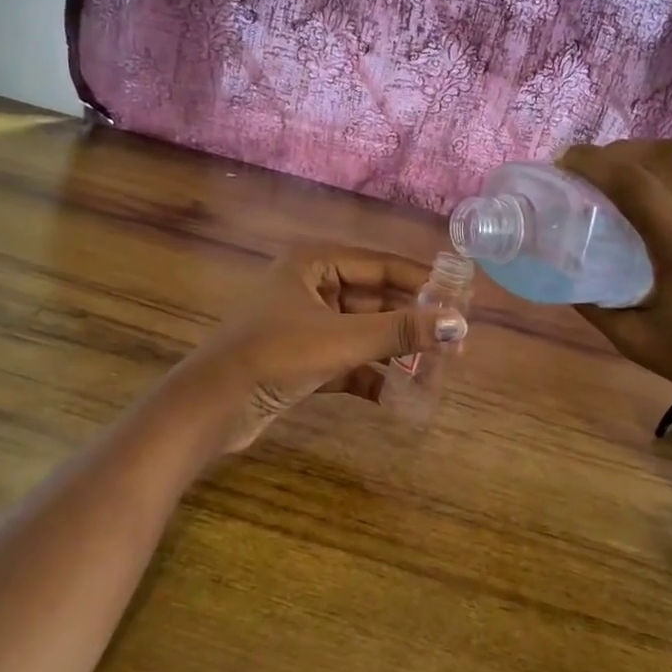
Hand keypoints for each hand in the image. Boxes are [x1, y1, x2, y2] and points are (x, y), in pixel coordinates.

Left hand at [183, 245, 467, 451]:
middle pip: (375, 300)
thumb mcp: (343, 340)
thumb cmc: (275, 356)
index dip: (423, 283)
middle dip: (411, 323)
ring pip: (363, 332)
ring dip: (395, 352)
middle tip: (452, 345)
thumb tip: (458, 325)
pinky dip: (370, 375)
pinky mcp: (301, 360)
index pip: (382, 266)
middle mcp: (310, 287)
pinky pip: (346, 360)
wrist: (210, 408)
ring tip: (435, 373)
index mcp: (314, 264)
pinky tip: (397, 396)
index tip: (460, 302)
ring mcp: (304, 325)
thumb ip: (401, 331)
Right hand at [557, 141, 671, 442]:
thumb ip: (591, 301)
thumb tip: (561, 268)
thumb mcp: (631, 338)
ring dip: (657, 151)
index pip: (631, 179)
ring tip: (633, 167)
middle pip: (661, 156)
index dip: (592, 161)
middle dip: (618, 153)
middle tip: (593, 169)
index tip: (566, 162)